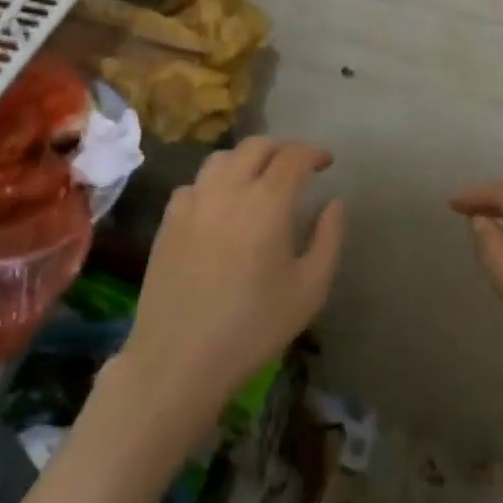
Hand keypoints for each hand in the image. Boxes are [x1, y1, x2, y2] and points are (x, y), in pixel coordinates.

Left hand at [118, 138, 344, 446]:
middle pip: (256, 146)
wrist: (181, 356)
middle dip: (282, 148)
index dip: (313, 152)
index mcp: (268, 201)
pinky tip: (220, 205)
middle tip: (297, 165)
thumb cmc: (255, 326)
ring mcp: (192, 201)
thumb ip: (328, 238)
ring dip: (246, 159)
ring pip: (221, 158)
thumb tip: (334, 203)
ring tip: (259, 178)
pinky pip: (195, 184)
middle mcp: (228, 189)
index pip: (293, 156)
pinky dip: (215, 182)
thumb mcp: (310, 288)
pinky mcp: (168, 220)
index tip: (326, 162)